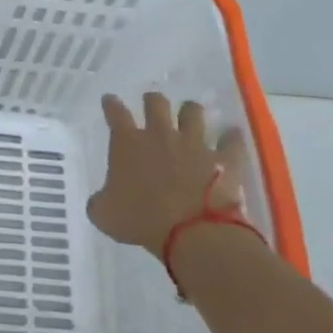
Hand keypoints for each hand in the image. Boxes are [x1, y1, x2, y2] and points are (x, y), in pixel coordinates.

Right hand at [87, 94, 251, 258]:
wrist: (192, 233)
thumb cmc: (141, 221)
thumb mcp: (105, 215)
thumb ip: (100, 202)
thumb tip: (100, 201)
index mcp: (128, 143)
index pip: (115, 113)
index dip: (111, 104)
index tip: (110, 99)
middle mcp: (160, 135)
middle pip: (156, 103)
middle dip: (152, 101)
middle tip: (152, 105)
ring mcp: (194, 144)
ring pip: (193, 112)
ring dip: (189, 112)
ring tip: (189, 115)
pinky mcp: (223, 159)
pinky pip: (231, 141)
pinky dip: (231, 138)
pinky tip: (232, 136)